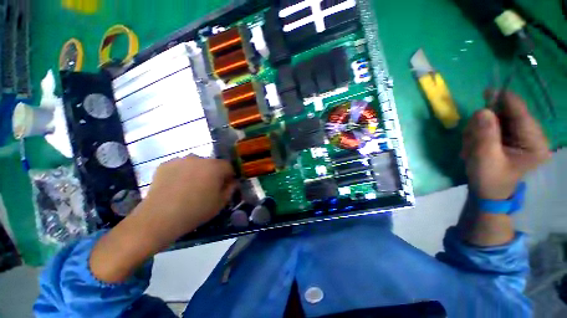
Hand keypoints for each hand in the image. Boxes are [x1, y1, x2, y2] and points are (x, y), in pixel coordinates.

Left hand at [91, 156, 235, 282]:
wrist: (159, 218)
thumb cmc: (196, 211)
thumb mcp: (220, 203)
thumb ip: (230, 189)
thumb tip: (232, 182)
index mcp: (215, 166)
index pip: (228, 166)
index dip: (229, 176)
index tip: (225, 186)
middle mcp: (199, 158)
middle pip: (212, 164)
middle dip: (213, 173)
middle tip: (207, 188)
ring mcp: (181, 160)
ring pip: (196, 164)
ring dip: (198, 172)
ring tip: (190, 187)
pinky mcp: (166, 164)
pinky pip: (181, 166)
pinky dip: (183, 173)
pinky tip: (177, 186)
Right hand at [461, 90, 549, 199]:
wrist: (487, 191)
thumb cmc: (489, 179)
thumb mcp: (485, 158)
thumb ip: (485, 134)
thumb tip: (482, 111)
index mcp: (535, 143)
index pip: (522, 114)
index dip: (506, 101)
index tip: (488, 91)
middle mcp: (532, 135)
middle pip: (508, 114)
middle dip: (486, 122)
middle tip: (471, 137)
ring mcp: (521, 135)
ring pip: (498, 118)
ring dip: (479, 129)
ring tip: (472, 146)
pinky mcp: (511, 136)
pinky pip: (493, 124)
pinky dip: (479, 131)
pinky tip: (475, 143)